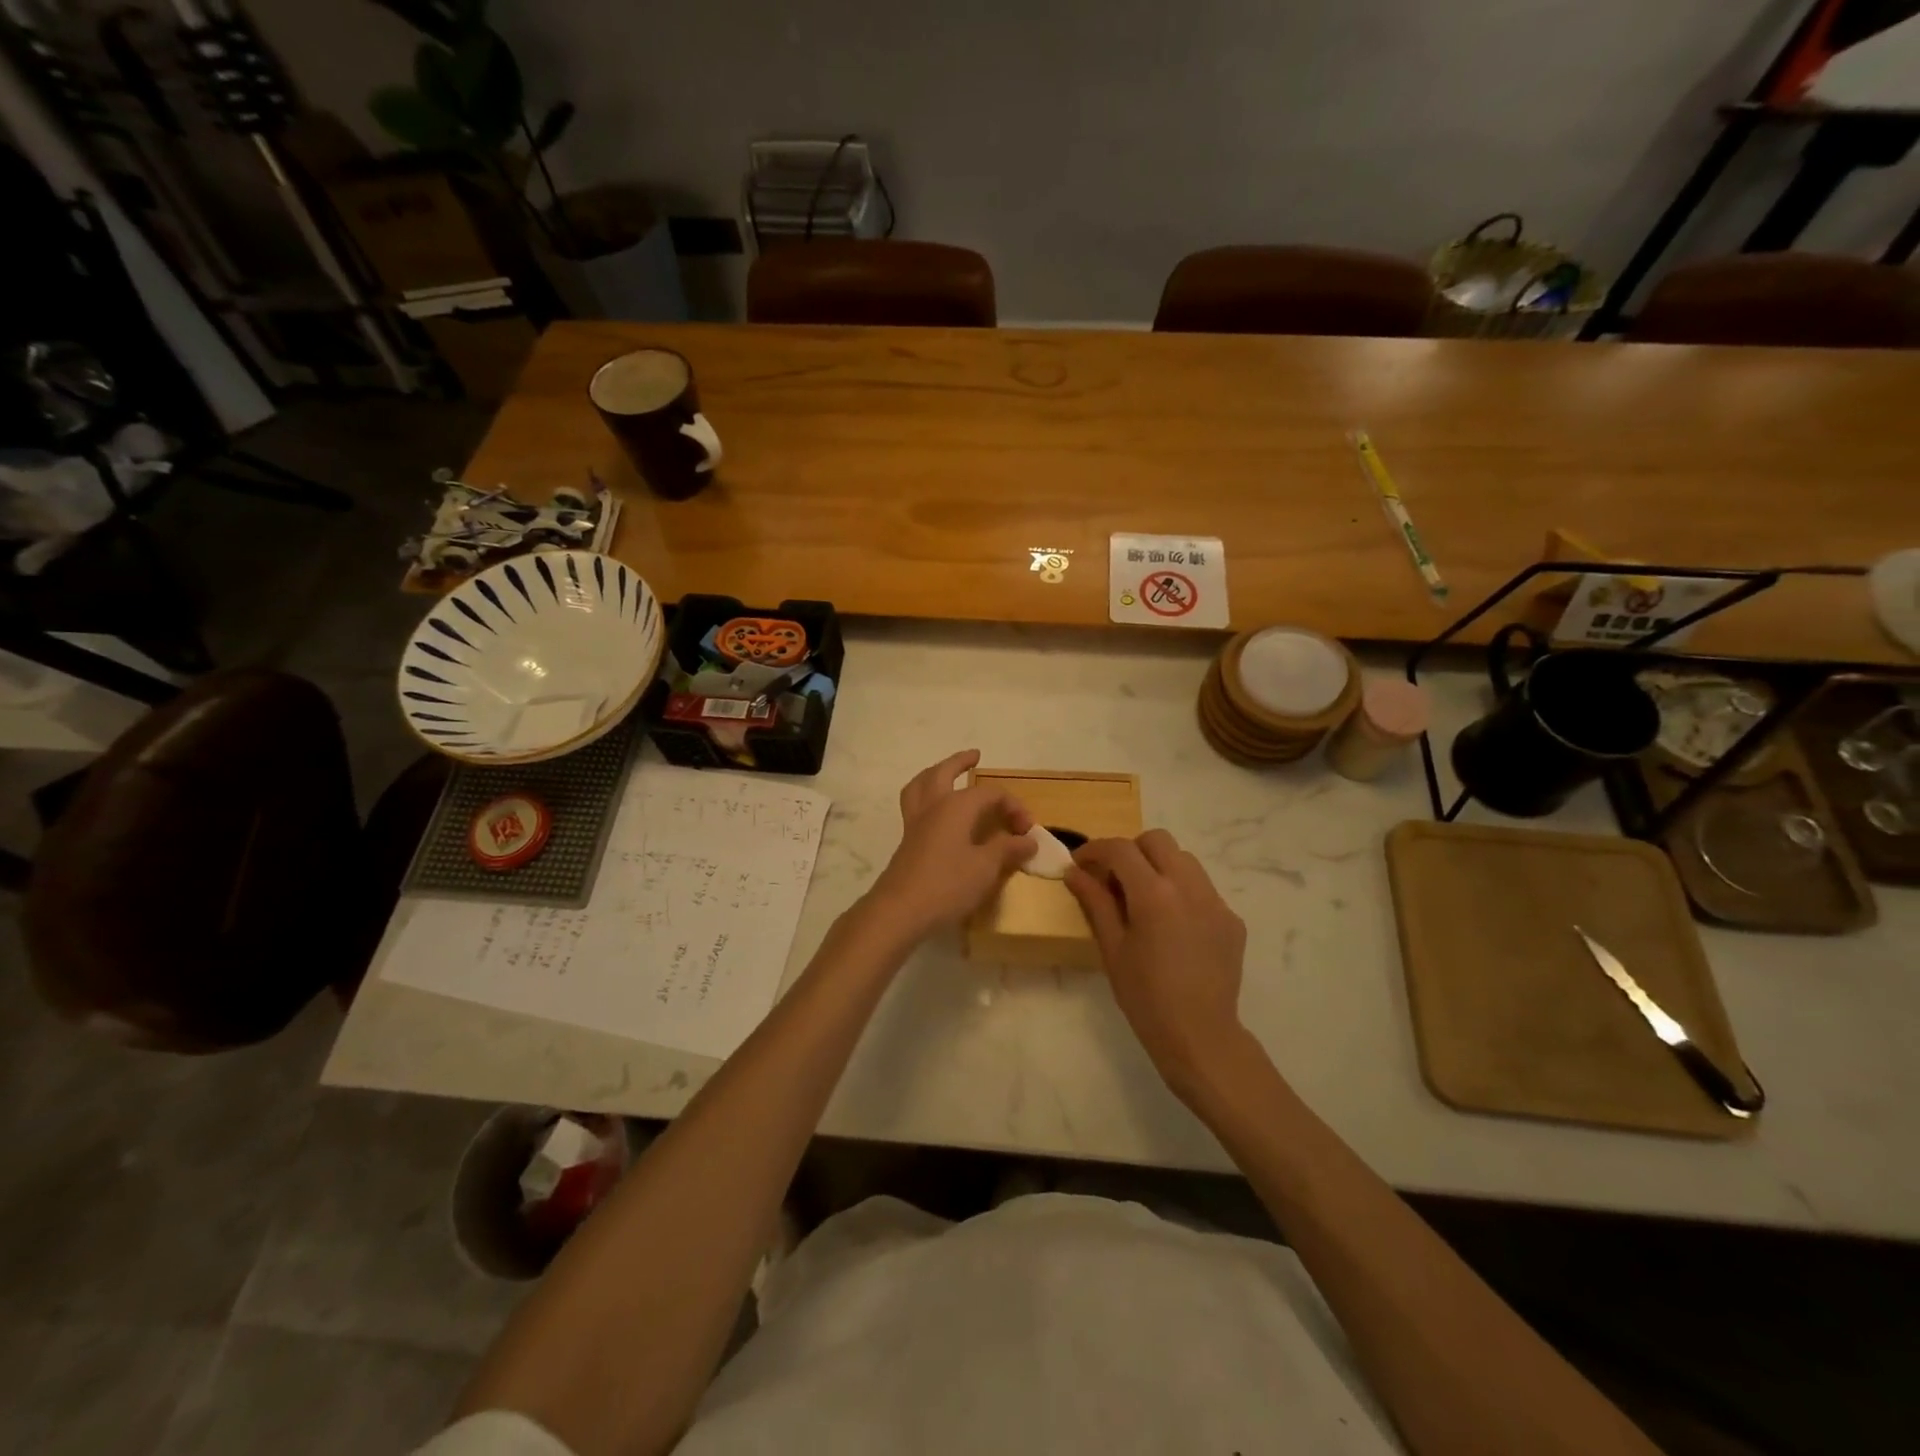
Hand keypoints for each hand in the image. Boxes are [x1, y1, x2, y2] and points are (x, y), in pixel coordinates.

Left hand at [865, 750, 1036, 940]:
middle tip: (974, 756)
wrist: (900, 910)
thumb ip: (1007, 850)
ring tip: (945, 773)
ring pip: (920, 785)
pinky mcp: (906, 842)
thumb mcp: (986, 868)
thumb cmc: (947, 885)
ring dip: (934, 773)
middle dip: (960, 762)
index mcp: (955, 806)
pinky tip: (935, 811)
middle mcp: (933, 807)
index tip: (1027, 830)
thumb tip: (1028, 840)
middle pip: (943, 773)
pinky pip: (914, 805)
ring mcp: (915, 823)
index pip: (990, 794)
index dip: (1012, 806)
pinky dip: (925, 796)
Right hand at [1066, 830, 1249, 1099]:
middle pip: (1157, 840)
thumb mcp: (1112, 947)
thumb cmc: (1145, 996)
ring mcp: (1216, 901)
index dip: (1095, 850)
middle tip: (1114, 879)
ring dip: (1158, 866)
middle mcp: (1189, 887)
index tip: (1080, 863)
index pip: (1121, 849)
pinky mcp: (1232, 919)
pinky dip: (1181, 892)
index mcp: (1154, 894)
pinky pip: (1202, 888)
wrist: (1200, 1036)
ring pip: (1184, 860)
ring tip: (1144, 900)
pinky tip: (1171, 926)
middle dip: (1131, 850)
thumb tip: (1074, 871)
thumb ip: (1095, 902)